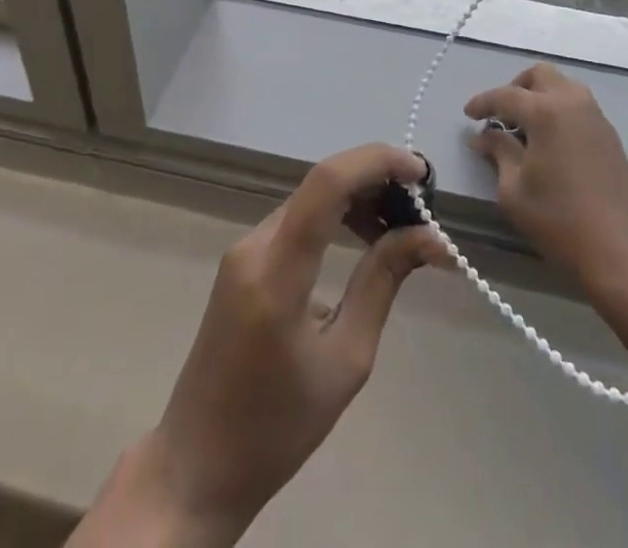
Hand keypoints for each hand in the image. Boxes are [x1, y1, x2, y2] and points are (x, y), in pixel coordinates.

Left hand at [123, 145, 443, 545]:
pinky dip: (335, 217)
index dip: (377, 162)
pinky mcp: (242, 259)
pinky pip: (297, 219)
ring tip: (402, 226)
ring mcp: (243, 248)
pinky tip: (364, 238)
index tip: (421, 172)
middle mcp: (255, 244)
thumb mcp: (346, 361)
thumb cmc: (278, 428)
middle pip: (321, 184)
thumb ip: (383, 283)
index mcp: (277, 272)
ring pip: (310, 199)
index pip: (327, 183)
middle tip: (422, 206)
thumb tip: (430, 237)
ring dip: (358, 198)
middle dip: (376, 180)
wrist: (197, 464)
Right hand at [466, 61, 627, 292]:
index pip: (506, 95)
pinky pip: (578, 107)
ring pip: (563, 87)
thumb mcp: (514, 191)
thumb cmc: (559, 221)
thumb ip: (499, 153)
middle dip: (516, 88)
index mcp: (546, 112)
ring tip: (524, 128)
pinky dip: (559, 111)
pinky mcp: (610, 136)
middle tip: (501, 115)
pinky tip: (549, 142)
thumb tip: (485, 135)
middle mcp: (573, 103)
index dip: (483, 103)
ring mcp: (596, 118)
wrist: (622, 252)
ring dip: (540, 97)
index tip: (468, 114)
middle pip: (540, 75)